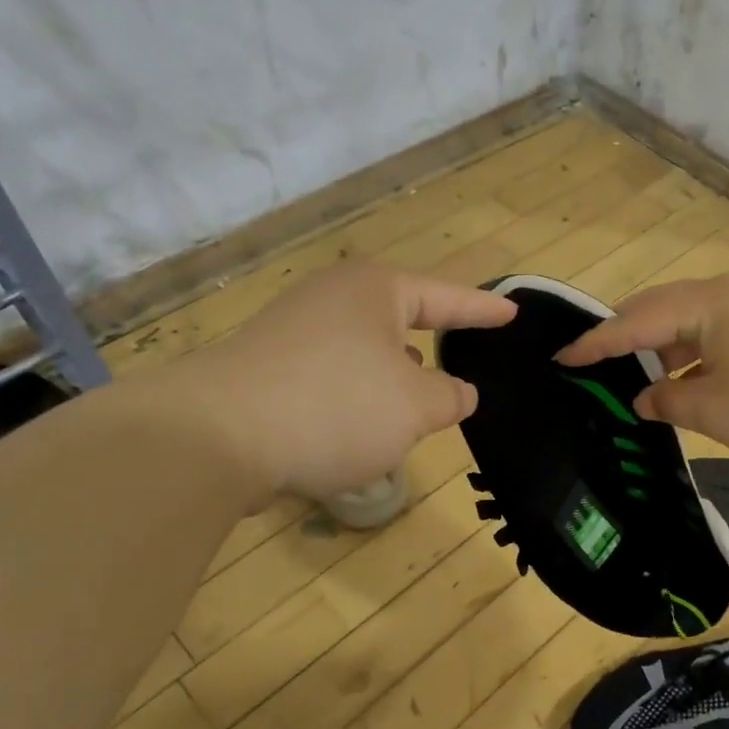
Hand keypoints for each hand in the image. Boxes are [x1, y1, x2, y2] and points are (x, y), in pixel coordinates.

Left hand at [157, 263, 515, 495]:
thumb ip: (449, 397)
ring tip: (412, 413)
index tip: (512, 312)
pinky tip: (357, 432)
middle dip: (430, 349)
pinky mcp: (266, 369)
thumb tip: (458, 393)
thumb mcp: (415, 405)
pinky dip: (353, 401)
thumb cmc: (336, 405)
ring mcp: (292, 332)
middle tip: (461, 371)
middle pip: (399, 321)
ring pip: (363, 354)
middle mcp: (332, 300)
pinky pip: (330, 379)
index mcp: (375, 291)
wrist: (215, 437)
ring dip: (390, 382)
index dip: (483, 309)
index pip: (446, 296)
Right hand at [557, 275, 728, 463]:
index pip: (637, 321)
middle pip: (661, 306)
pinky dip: (692, 350)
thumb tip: (643, 398)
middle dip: (625, 335)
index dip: (598, 343)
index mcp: (711, 304)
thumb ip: (669, 402)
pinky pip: (716, 328)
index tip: (564, 358)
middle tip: (593, 361)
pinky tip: (683, 377)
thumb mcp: (718, 412)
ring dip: (660, 345)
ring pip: (689, 317)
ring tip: (633, 374)